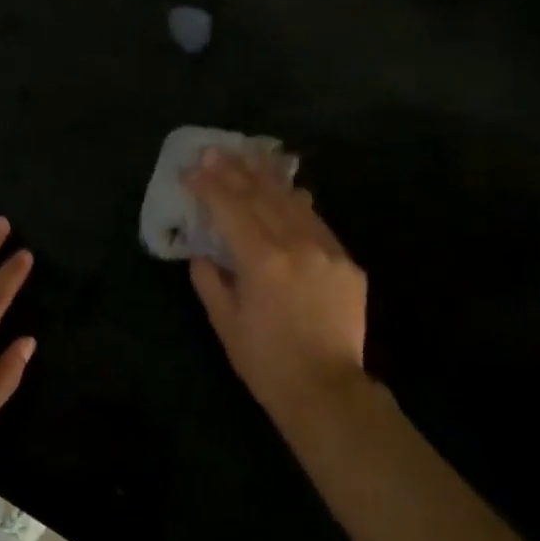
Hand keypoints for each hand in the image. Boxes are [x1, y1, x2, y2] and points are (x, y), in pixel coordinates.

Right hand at [185, 150, 368, 423]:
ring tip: (251, 155)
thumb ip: (210, 281)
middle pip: (262, 196)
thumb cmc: (266, 362)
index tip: (192, 169)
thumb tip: (201, 253)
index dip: (209, 186)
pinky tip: (291, 192)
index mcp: (262, 260)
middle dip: (235, 170)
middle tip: (216, 150)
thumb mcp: (226, 323)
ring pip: (294, 203)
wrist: (327, 390)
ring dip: (269, 178)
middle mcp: (297, 245)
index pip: (230, 209)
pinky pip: (318, 224)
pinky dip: (299, 205)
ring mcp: (327, 251)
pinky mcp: (347, 263)